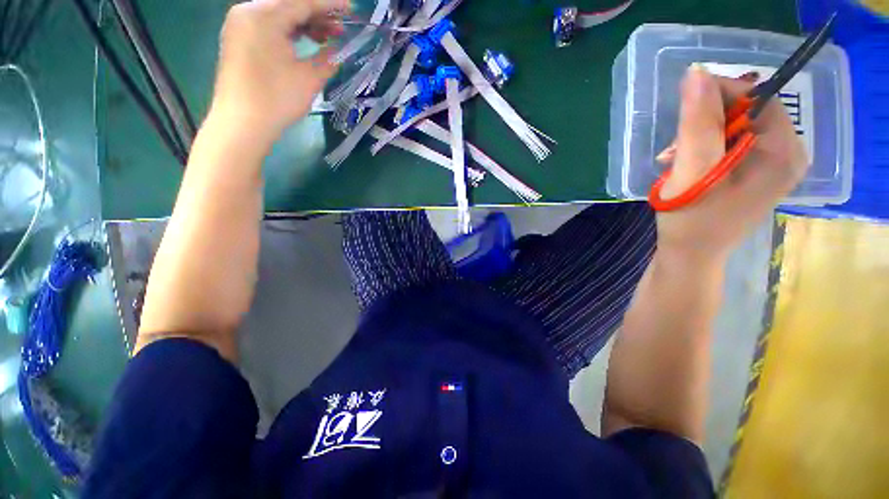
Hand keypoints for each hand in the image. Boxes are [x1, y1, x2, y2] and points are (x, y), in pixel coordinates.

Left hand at [208, 0, 345, 146]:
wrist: (242, 124)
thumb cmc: (277, 100)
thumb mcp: (309, 78)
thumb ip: (327, 58)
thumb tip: (337, 50)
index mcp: (264, 15)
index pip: (303, 1)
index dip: (330, 4)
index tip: (351, 7)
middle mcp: (248, 11)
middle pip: (289, 4)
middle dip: (318, 14)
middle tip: (341, 29)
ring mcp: (240, 24)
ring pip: (279, 14)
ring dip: (305, 23)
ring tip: (328, 38)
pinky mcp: (239, 39)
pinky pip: (269, 25)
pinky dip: (289, 31)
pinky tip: (306, 42)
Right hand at [655, 64, 808, 262]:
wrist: (690, 255)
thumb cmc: (691, 220)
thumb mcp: (693, 171)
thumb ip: (698, 124)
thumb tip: (696, 74)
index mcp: (784, 152)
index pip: (758, 98)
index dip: (719, 94)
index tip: (682, 108)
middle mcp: (788, 154)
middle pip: (747, 113)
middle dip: (705, 122)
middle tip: (674, 147)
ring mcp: (773, 164)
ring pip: (736, 127)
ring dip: (700, 136)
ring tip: (674, 160)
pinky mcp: (756, 172)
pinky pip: (732, 143)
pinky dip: (704, 148)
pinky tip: (686, 165)